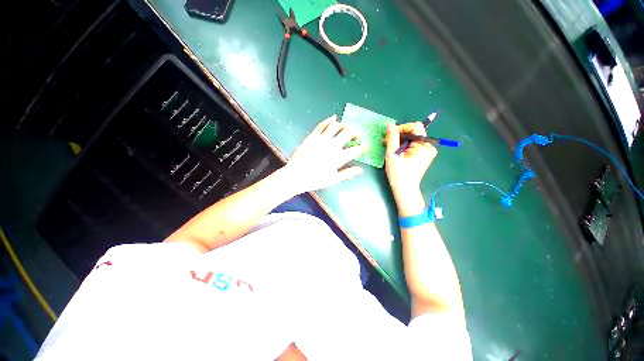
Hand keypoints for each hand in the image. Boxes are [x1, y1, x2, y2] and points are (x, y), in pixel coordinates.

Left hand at [283, 115, 366, 193]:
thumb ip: (348, 173)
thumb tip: (361, 169)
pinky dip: (329, 120)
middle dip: (356, 132)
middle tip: (356, 136)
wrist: (295, 176)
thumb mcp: (333, 179)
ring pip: (336, 126)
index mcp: (339, 157)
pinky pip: (321, 125)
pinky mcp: (312, 136)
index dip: (363, 148)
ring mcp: (321, 139)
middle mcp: (332, 145)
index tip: (365, 147)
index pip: (356, 150)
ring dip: (344, 126)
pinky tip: (334, 118)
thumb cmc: (315, 180)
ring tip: (346, 129)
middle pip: (348, 132)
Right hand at [384, 123, 436, 211]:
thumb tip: (390, 125)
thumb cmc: (398, 174)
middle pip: (414, 132)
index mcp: (424, 146)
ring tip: (388, 146)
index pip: (415, 127)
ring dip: (399, 140)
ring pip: (412, 138)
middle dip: (399, 134)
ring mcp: (426, 152)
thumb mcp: (393, 155)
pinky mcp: (423, 156)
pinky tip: (395, 151)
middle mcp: (428, 147)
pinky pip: (412, 145)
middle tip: (386, 140)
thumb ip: (392, 138)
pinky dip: (403, 145)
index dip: (402, 127)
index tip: (390, 134)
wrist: (405, 190)